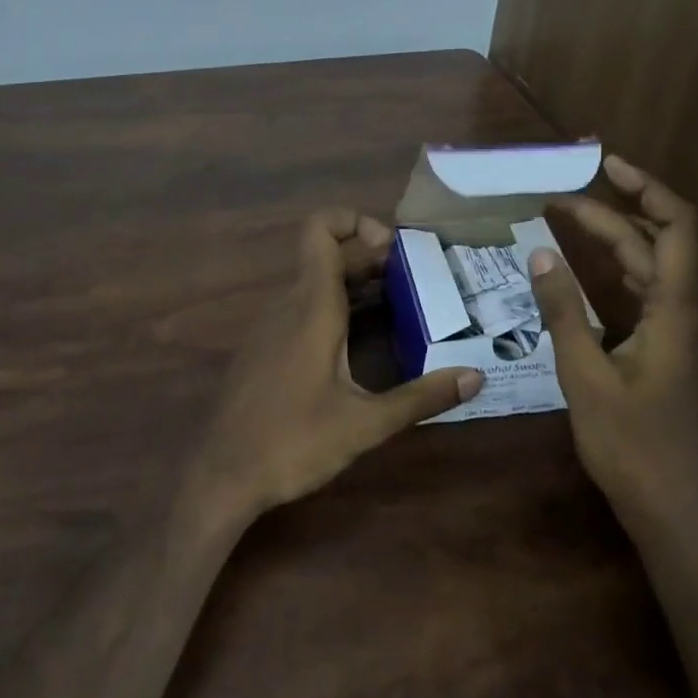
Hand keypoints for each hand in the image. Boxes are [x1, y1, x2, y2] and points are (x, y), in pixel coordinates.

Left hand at [193, 209, 484, 523]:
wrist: (221, 476)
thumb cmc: (293, 443)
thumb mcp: (365, 424)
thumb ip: (421, 398)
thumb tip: (476, 376)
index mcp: (312, 306)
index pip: (321, 228)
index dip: (355, 221)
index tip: (392, 250)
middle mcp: (289, 303)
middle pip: (327, 253)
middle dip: (370, 256)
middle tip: (414, 280)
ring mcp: (272, 324)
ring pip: (315, 279)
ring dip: (354, 280)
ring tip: (398, 302)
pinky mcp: (266, 345)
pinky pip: (303, 304)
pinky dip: (335, 303)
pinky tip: (360, 338)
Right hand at [527, 156, 697, 541]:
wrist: (675, 513)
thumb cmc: (629, 446)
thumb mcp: (584, 376)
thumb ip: (562, 311)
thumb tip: (539, 255)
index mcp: (679, 311)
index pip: (676, 226)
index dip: (646, 187)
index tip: (606, 164)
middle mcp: (694, 313)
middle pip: (657, 244)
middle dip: (610, 214)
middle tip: (555, 202)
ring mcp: (691, 334)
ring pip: (655, 268)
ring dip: (616, 241)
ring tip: (567, 222)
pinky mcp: (681, 352)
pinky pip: (653, 295)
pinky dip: (622, 273)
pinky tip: (590, 273)